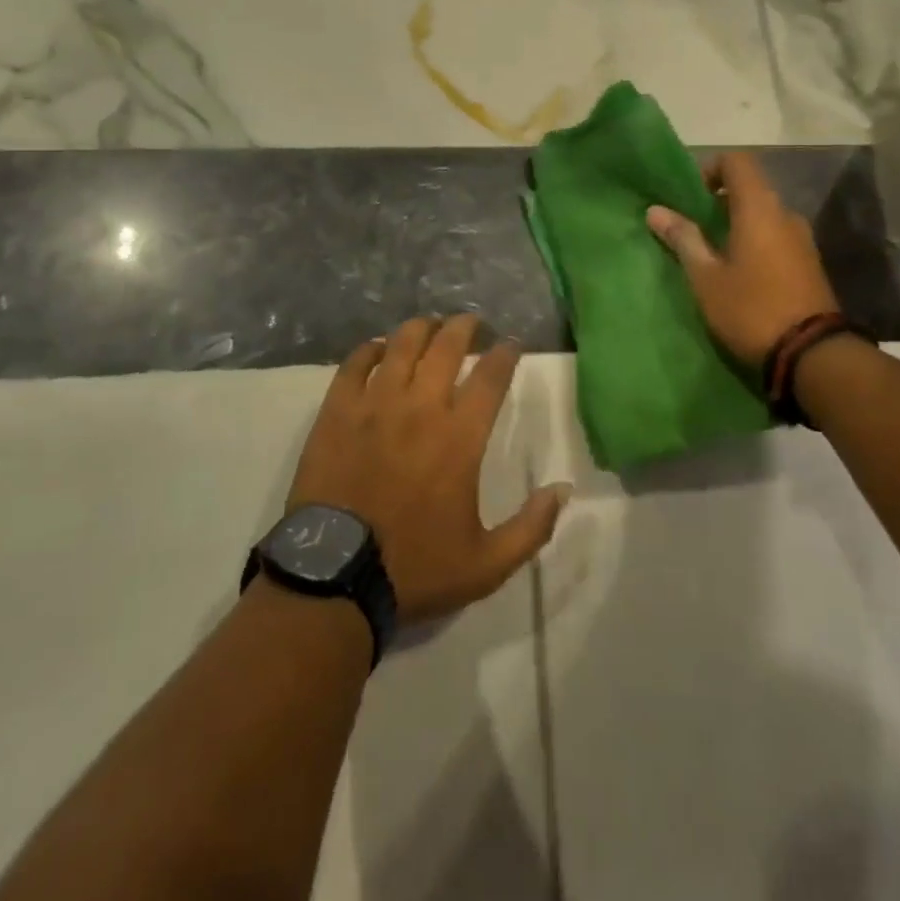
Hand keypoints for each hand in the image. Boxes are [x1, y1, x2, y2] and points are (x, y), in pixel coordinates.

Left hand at [285, 315, 571, 625]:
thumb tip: (563, 489)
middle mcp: (420, 408)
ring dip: (421, 328)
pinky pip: (354, 365)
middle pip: (446, 346)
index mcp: (460, 438)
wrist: (336, 578)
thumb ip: (532, 527)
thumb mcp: (487, 564)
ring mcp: (374, 405)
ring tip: (430, 325)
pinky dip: (369, 349)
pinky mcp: (337, 412)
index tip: (511, 344)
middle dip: (464, 326)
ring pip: (401, 345)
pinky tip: (378, 348)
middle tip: (471, 322)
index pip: (490, 376)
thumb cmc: (415, 568)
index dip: (505, 353)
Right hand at [645, 151, 839, 366]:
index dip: (709, 169)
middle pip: (749, 188)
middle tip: (691, 228)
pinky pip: (775, 237)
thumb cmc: (751, 309)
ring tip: (710, 254)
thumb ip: (683, 239)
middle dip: (718, 202)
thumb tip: (655, 210)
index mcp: (759, 208)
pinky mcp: (809, 263)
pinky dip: (754, 242)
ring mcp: (802, 239)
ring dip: (736, 224)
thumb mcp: (706, 277)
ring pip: (763, 215)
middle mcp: (785, 214)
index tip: (688, 197)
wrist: (812, 355)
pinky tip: (737, 272)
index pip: (737, 161)